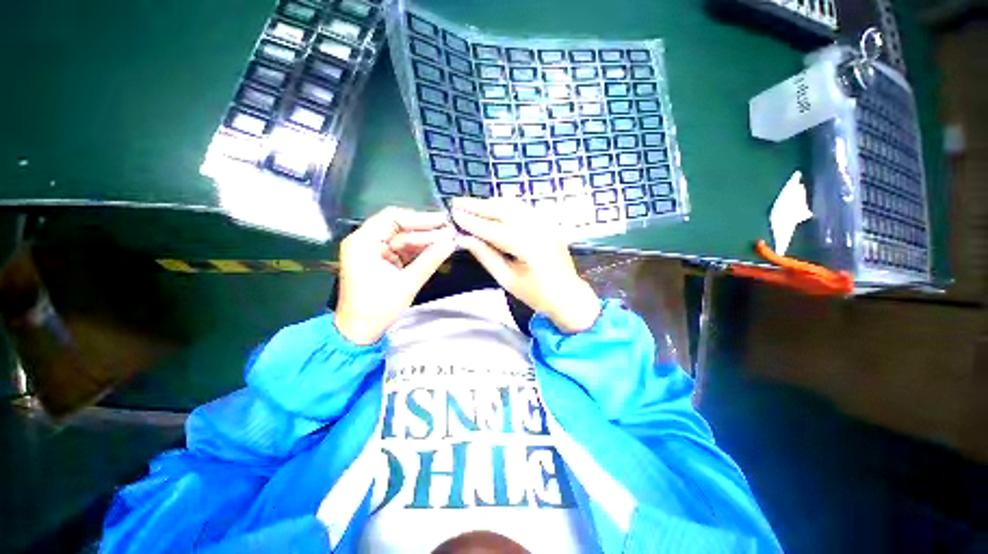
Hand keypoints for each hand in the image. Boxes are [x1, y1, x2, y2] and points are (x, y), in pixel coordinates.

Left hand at [335, 207, 455, 344]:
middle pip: (399, 227)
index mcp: (363, 242)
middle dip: (425, 231)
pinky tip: (435, 249)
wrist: (359, 331)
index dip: (420, 218)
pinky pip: (402, 250)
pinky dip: (418, 250)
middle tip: (449, 232)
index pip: (393, 218)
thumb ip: (429, 260)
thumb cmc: (378, 307)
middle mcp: (366, 241)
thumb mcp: (407, 283)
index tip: (442, 221)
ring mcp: (373, 251)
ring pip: (403, 238)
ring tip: (447, 240)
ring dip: (424, 240)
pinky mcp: (381, 261)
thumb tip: (451, 243)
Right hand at [451, 198, 600, 333]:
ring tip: (471, 204)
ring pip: (514, 206)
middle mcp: (539, 230)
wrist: (568, 295)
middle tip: (457, 202)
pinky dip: (505, 206)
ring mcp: (546, 224)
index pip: (495, 230)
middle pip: (504, 211)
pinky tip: (492, 207)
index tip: (454, 214)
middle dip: (479, 206)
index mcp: (529, 248)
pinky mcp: (548, 224)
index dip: (473, 222)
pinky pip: (523, 209)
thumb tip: (464, 239)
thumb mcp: (507, 280)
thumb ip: (486, 257)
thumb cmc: (536, 294)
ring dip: (491, 204)